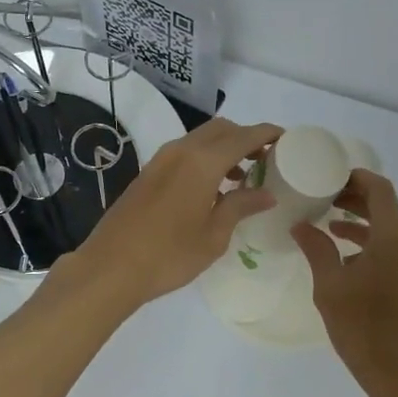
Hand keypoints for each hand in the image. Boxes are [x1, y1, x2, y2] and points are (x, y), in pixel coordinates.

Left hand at [62, 117, 281, 309]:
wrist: (110, 267)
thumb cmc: (169, 255)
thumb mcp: (214, 235)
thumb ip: (240, 206)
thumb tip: (266, 193)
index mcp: (203, 162)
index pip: (244, 136)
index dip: (267, 134)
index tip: (286, 139)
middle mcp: (182, 150)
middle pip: (222, 129)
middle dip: (246, 137)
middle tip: (267, 159)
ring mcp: (161, 159)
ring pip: (201, 138)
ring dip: (225, 148)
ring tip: (244, 176)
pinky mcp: (149, 172)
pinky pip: (186, 152)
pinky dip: (206, 158)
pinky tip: (213, 188)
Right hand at [292, 171, 397, 396]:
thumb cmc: (365, 330)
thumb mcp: (331, 288)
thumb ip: (317, 250)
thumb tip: (301, 226)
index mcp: (395, 235)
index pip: (379, 188)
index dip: (354, 178)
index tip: (327, 178)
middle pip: (386, 205)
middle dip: (354, 199)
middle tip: (322, 198)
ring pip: (392, 227)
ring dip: (363, 222)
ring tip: (329, 224)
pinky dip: (376, 242)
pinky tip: (349, 256)